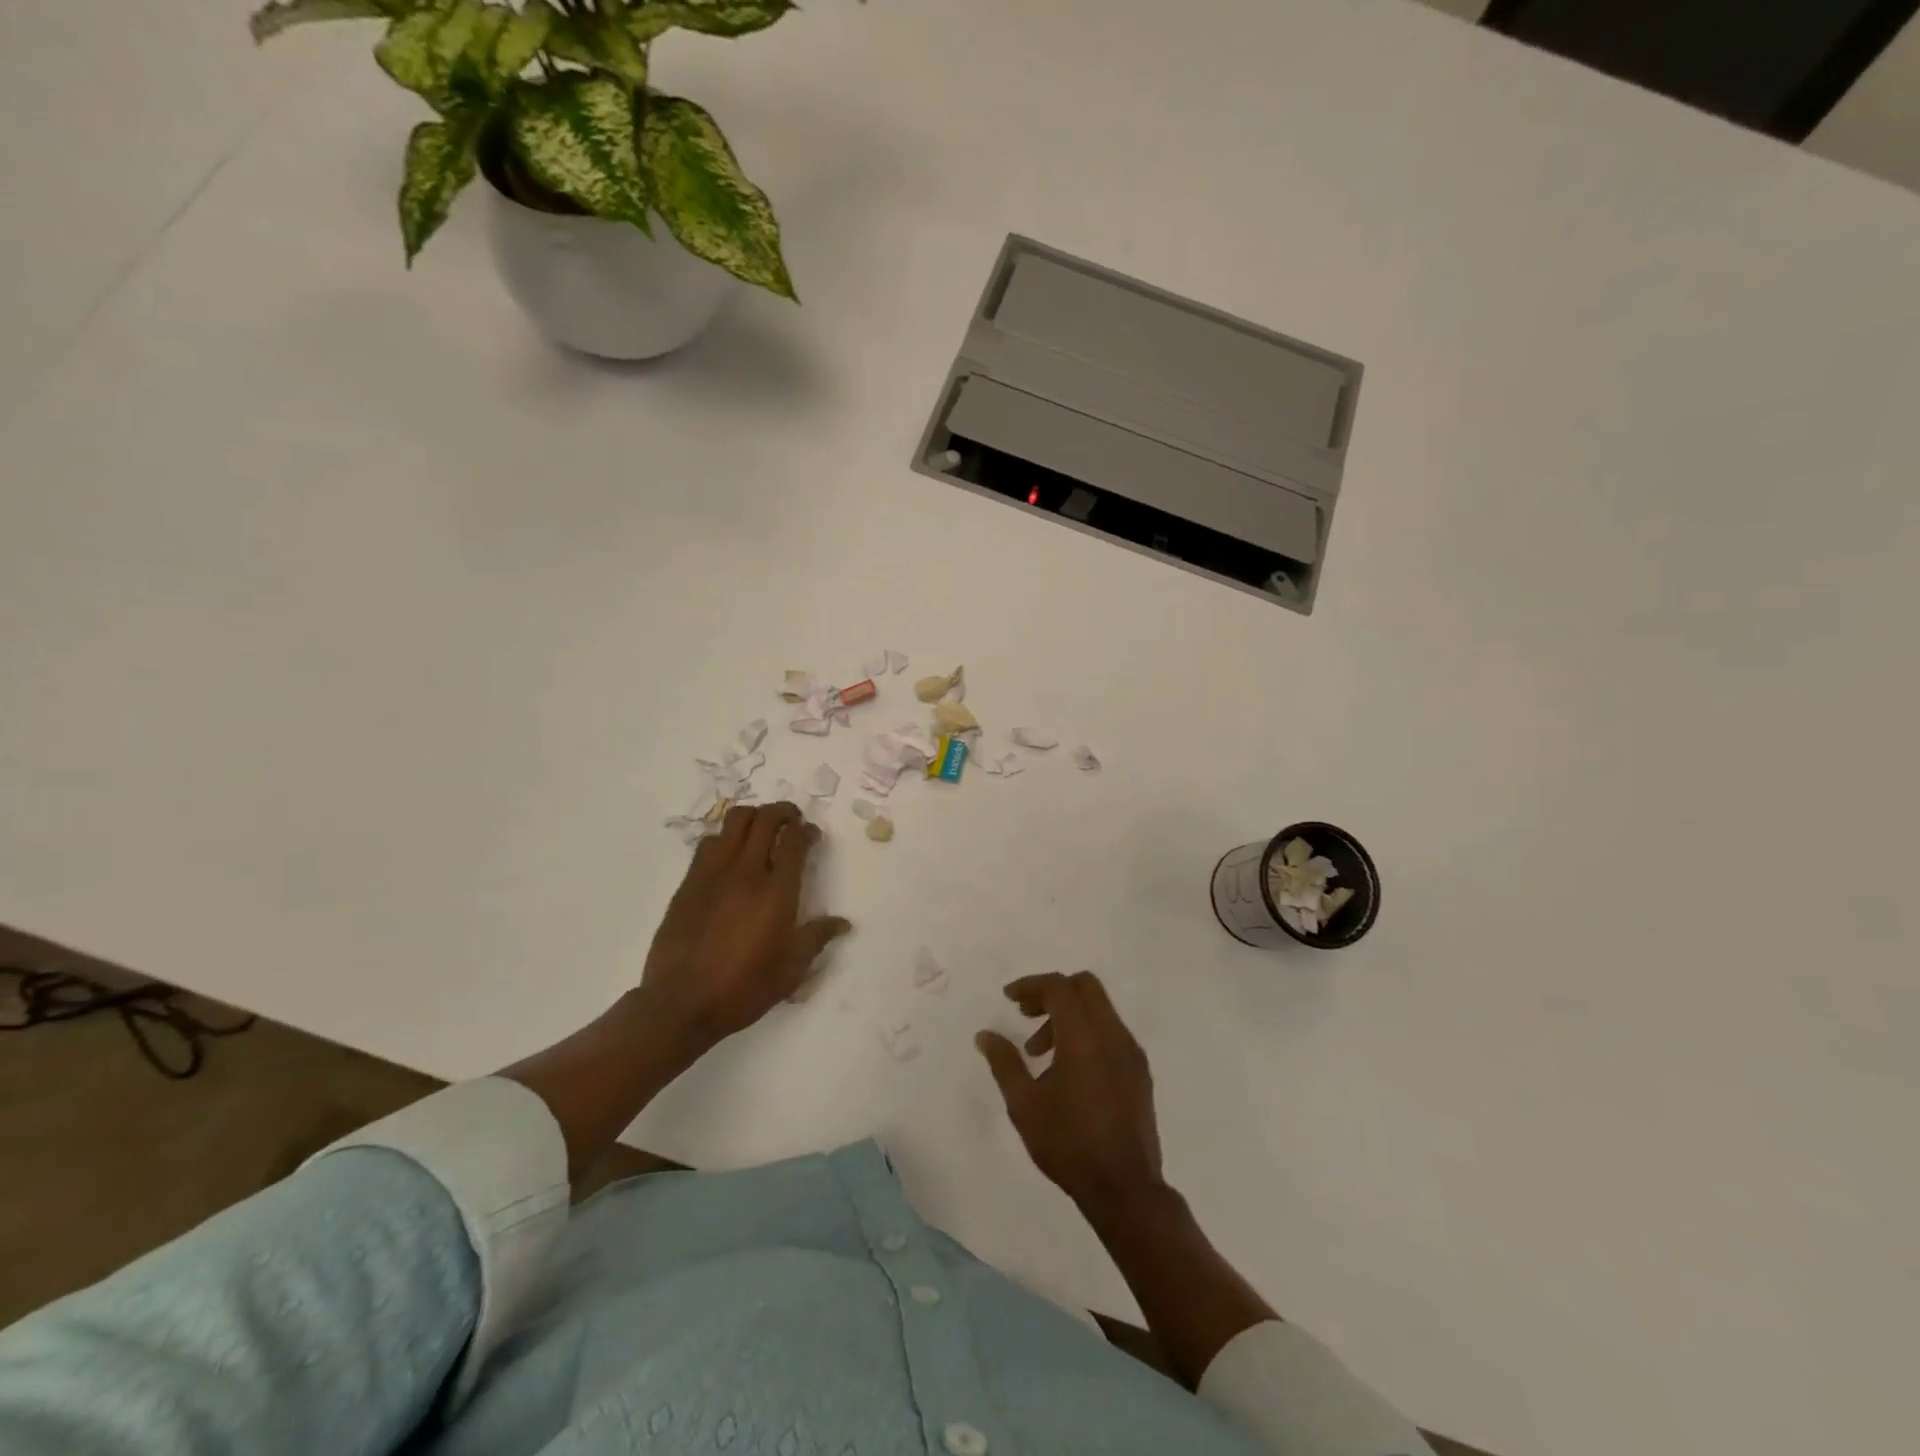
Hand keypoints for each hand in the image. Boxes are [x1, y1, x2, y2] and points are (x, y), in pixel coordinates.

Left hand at [639, 802, 850, 1060]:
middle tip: (791, 820)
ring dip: (753, 817)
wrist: (680, 1004)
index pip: (794, 841)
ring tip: (761, 829)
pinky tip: (730, 853)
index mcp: (776, 892)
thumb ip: (817, 939)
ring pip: (734, 822)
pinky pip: (708, 843)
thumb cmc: (743, 988)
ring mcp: (713, 874)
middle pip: (765, 820)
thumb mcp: (790, 970)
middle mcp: (746, 872)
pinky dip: (725, 837)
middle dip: (783, 812)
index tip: (812, 835)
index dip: (807, 830)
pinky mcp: (688, 883)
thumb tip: (842, 923)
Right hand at [976, 970, 1164, 1215]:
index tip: (1009, 998)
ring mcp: (1131, 1052)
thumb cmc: (1069, 1144)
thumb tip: (985, 1035)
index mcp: (1084, 1037)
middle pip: (1085, 986)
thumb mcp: (1024, 1105)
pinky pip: (1111, 1032)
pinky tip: (1068, 1069)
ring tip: (1040, 1053)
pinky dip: (1087, 1033)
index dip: (1031, 985)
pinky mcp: (1140, 1071)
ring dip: (1068, 1015)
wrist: (1125, 1189)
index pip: (1059, 987)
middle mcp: (1112, 1035)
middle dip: (1052, 992)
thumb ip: (1004, 1063)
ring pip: (1099, 1009)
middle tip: (1026, 1015)